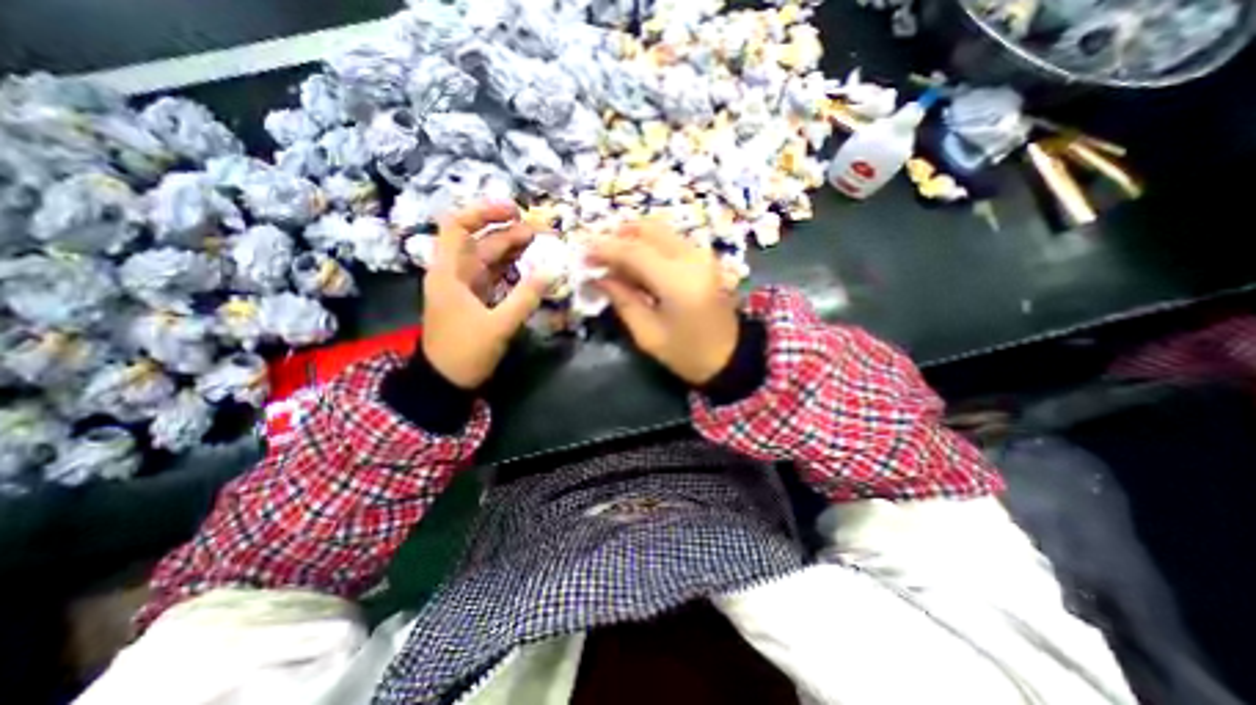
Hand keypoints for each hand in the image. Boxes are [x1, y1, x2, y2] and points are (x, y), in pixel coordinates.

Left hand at [424, 201, 548, 387]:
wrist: (445, 381)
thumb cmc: (465, 352)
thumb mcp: (498, 326)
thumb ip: (525, 298)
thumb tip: (552, 271)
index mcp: (449, 273)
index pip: (458, 226)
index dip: (484, 212)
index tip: (513, 210)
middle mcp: (455, 274)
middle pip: (480, 242)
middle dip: (508, 233)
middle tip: (540, 232)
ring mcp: (466, 287)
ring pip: (489, 259)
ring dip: (512, 250)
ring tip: (540, 244)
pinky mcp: (476, 300)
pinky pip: (495, 276)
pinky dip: (512, 269)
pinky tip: (530, 266)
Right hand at [592, 219, 737, 385]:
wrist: (731, 359)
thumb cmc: (687, 355)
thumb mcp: (648, 334)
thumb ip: (622, 299)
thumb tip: (597, 276)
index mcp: (678, 281)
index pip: (633, 251)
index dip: (604, 249)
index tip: (581, 253)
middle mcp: (693, 258)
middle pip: (648, 229)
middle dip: (617, 236)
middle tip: (596, 255)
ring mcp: (703, 255)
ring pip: (660, 231)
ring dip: (632, 239)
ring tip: (612, 261)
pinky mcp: (705, 259)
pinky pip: (670, 241)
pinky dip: (648, 246)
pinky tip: (635, 265)